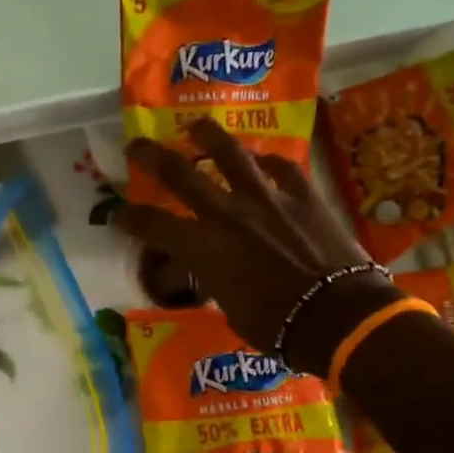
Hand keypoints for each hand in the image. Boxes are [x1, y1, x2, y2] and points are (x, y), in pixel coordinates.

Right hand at [118, 116, 400, 376]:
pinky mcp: (303, 195)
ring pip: (231, 155)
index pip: (153, 227)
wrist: (336, 315)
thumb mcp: (230, 308)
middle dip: (152, 157)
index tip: (117, 215)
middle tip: (136, 144)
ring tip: (197, 125)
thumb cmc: (276, 326)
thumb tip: (217, 273)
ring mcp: (267, 199)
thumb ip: (217, 281)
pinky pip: (281, 167)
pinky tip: (262, 158)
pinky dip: (268, 162)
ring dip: (209, 137)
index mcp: (204, 249)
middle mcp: (227, 214)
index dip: (130, 219)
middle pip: (180, 174)